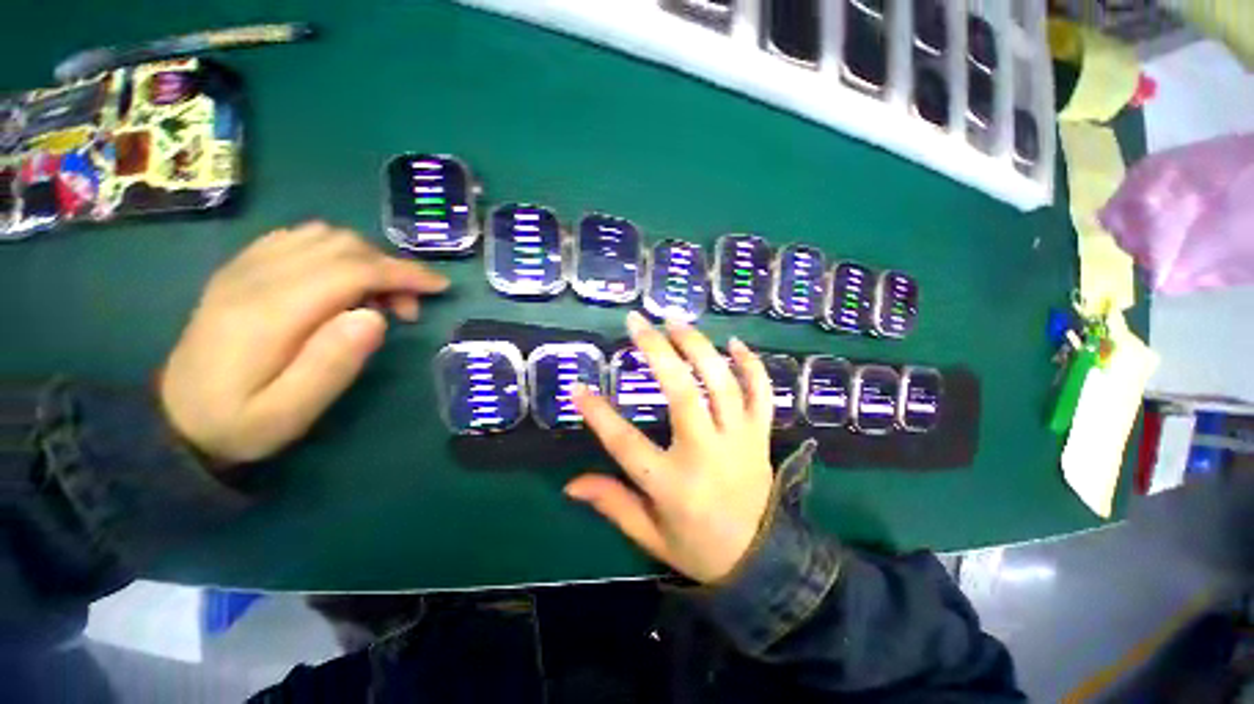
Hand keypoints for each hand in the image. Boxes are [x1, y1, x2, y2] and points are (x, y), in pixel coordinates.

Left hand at [160, 222, 448, 464]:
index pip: (351, 270)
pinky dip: (336, 250)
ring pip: (323, 236)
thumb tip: (375, 316)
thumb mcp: (290, 413)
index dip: (402, 273)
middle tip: (407, 309)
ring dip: (366, 258)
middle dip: (391, 268)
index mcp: (270, 312)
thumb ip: (333, 363)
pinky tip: (344, 280)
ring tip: (378, 296)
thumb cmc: (240, 423)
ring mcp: (244, 267)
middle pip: (341, 246)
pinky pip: (298, 238)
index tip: (439, 287)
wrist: (175, 419)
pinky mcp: (241, 269)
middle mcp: (255, 277)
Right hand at [567, 311, 775, 583]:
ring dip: (698, 346)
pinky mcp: (760, 434)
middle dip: (657, 352)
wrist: (762, 561)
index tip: (578, 388)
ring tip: (675, 321)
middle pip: (682, 393)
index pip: (626, 443)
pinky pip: (761, 392)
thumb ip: (612, 503)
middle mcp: (707, 453)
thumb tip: (569, 485)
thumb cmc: (698, 547)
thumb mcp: (650, 534)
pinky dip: (751, 364)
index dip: (598, 414)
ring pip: (721, 383)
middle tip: (637, 323)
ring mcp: (740, 439)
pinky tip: (733, 342)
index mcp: (673, 485)